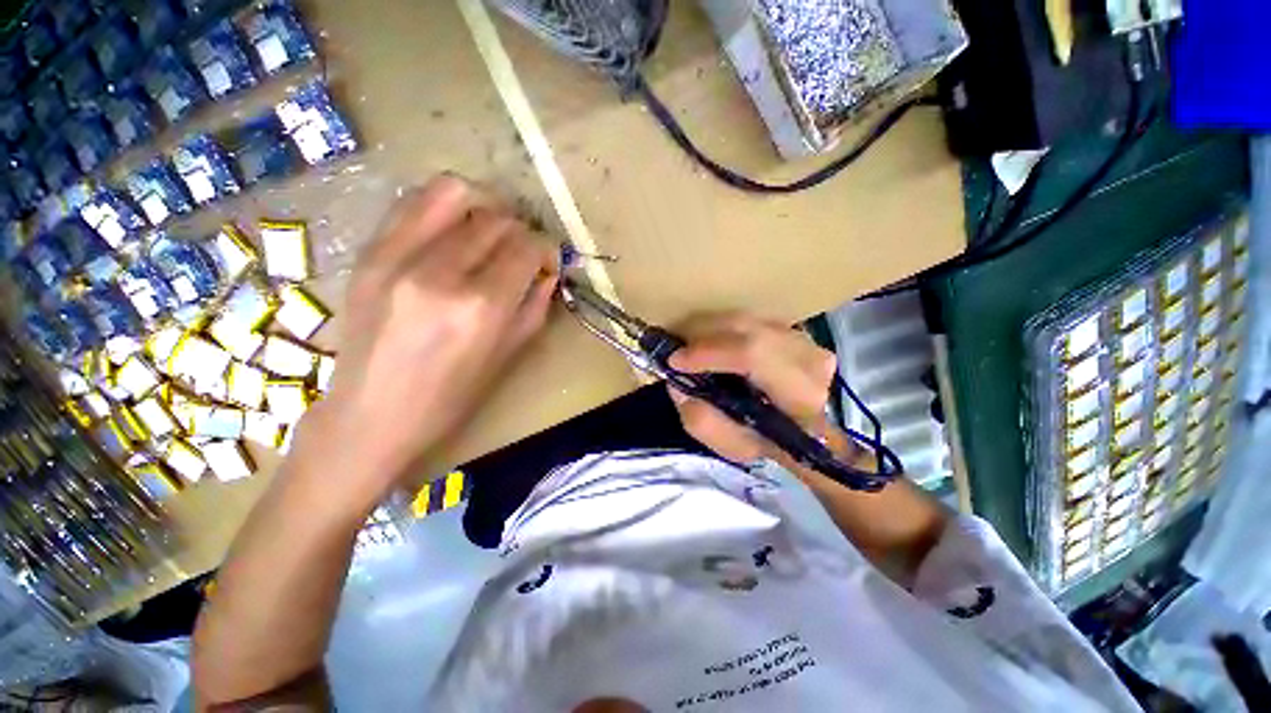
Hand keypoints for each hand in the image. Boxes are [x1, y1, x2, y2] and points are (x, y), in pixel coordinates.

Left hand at [292, 175, 558, 509]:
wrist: (370, 414)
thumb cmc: (450, 397)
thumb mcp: (508, 355)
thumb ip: (535, 305)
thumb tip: (548, 270)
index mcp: (481, 307)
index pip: (526, 248)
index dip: (546, 249)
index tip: (547, 262)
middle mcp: (440, 272)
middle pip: (496, 219)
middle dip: (520, 231)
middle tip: (521, 252)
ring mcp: (396, 255)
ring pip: (454, 193)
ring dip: (484, 206)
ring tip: (489, 229)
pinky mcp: (369, 252)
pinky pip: (413, 201)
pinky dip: (443, 205)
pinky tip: (453, 227)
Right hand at [666, 313, 852, 468]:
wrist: (805, 432)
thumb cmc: (768, 442)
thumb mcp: (732, 447)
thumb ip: (701, 420)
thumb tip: (677, 382)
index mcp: (800, 396)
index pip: (753, 354)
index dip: (709, 352)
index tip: (675, 360)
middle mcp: (810, 358)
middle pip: (746, 328)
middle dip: (702, 334)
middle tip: (676, 348)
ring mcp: (805, 339)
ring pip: (746, 319)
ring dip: (710, 328)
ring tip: (689, 345)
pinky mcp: (794, 329)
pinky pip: (749, 318)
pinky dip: (723, 327)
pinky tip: (710, 342)